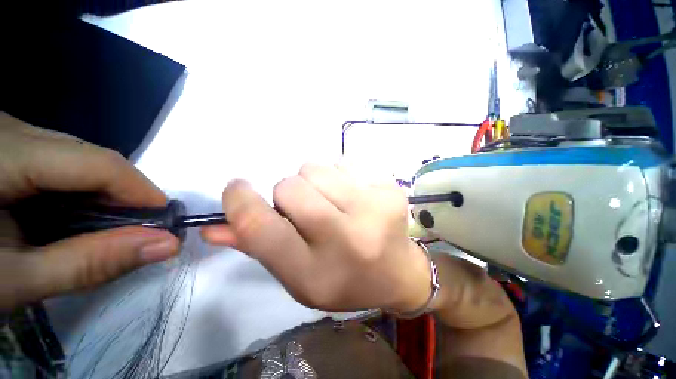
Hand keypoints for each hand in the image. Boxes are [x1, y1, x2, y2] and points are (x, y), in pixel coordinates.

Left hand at [0, 112, 179, 309]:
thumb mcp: (17, 280)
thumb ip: (88, 263)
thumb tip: (165, 245)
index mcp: (5, 154)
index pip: (97, 163)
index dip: (142, 192)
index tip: (167, 223)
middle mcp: (12, 130)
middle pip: (90, 157)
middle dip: (122, 197)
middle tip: (134, 233)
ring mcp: (10, 134)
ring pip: (78, 159)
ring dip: (99, 195)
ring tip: (97, 230)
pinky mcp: (9, 144)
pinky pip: (60, 162)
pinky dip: (76, 191)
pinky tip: (67, 215)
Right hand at [201, 163, 431, 312]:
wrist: (398, 273)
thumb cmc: (346, 279)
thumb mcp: (300, 276)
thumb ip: (260, 248)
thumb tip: (215, 226)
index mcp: (317, 272)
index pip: (262, 227)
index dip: (240, 202)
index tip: (237, 189)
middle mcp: (347, 238)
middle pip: (290, 187)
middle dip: (288, 193)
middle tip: (307, 209)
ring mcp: (375, 209)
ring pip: (316, 168)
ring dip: (314, 182)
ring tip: (333, 203)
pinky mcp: (391, 189)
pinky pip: (344, 164)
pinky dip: (340, 177)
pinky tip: (355, 198)